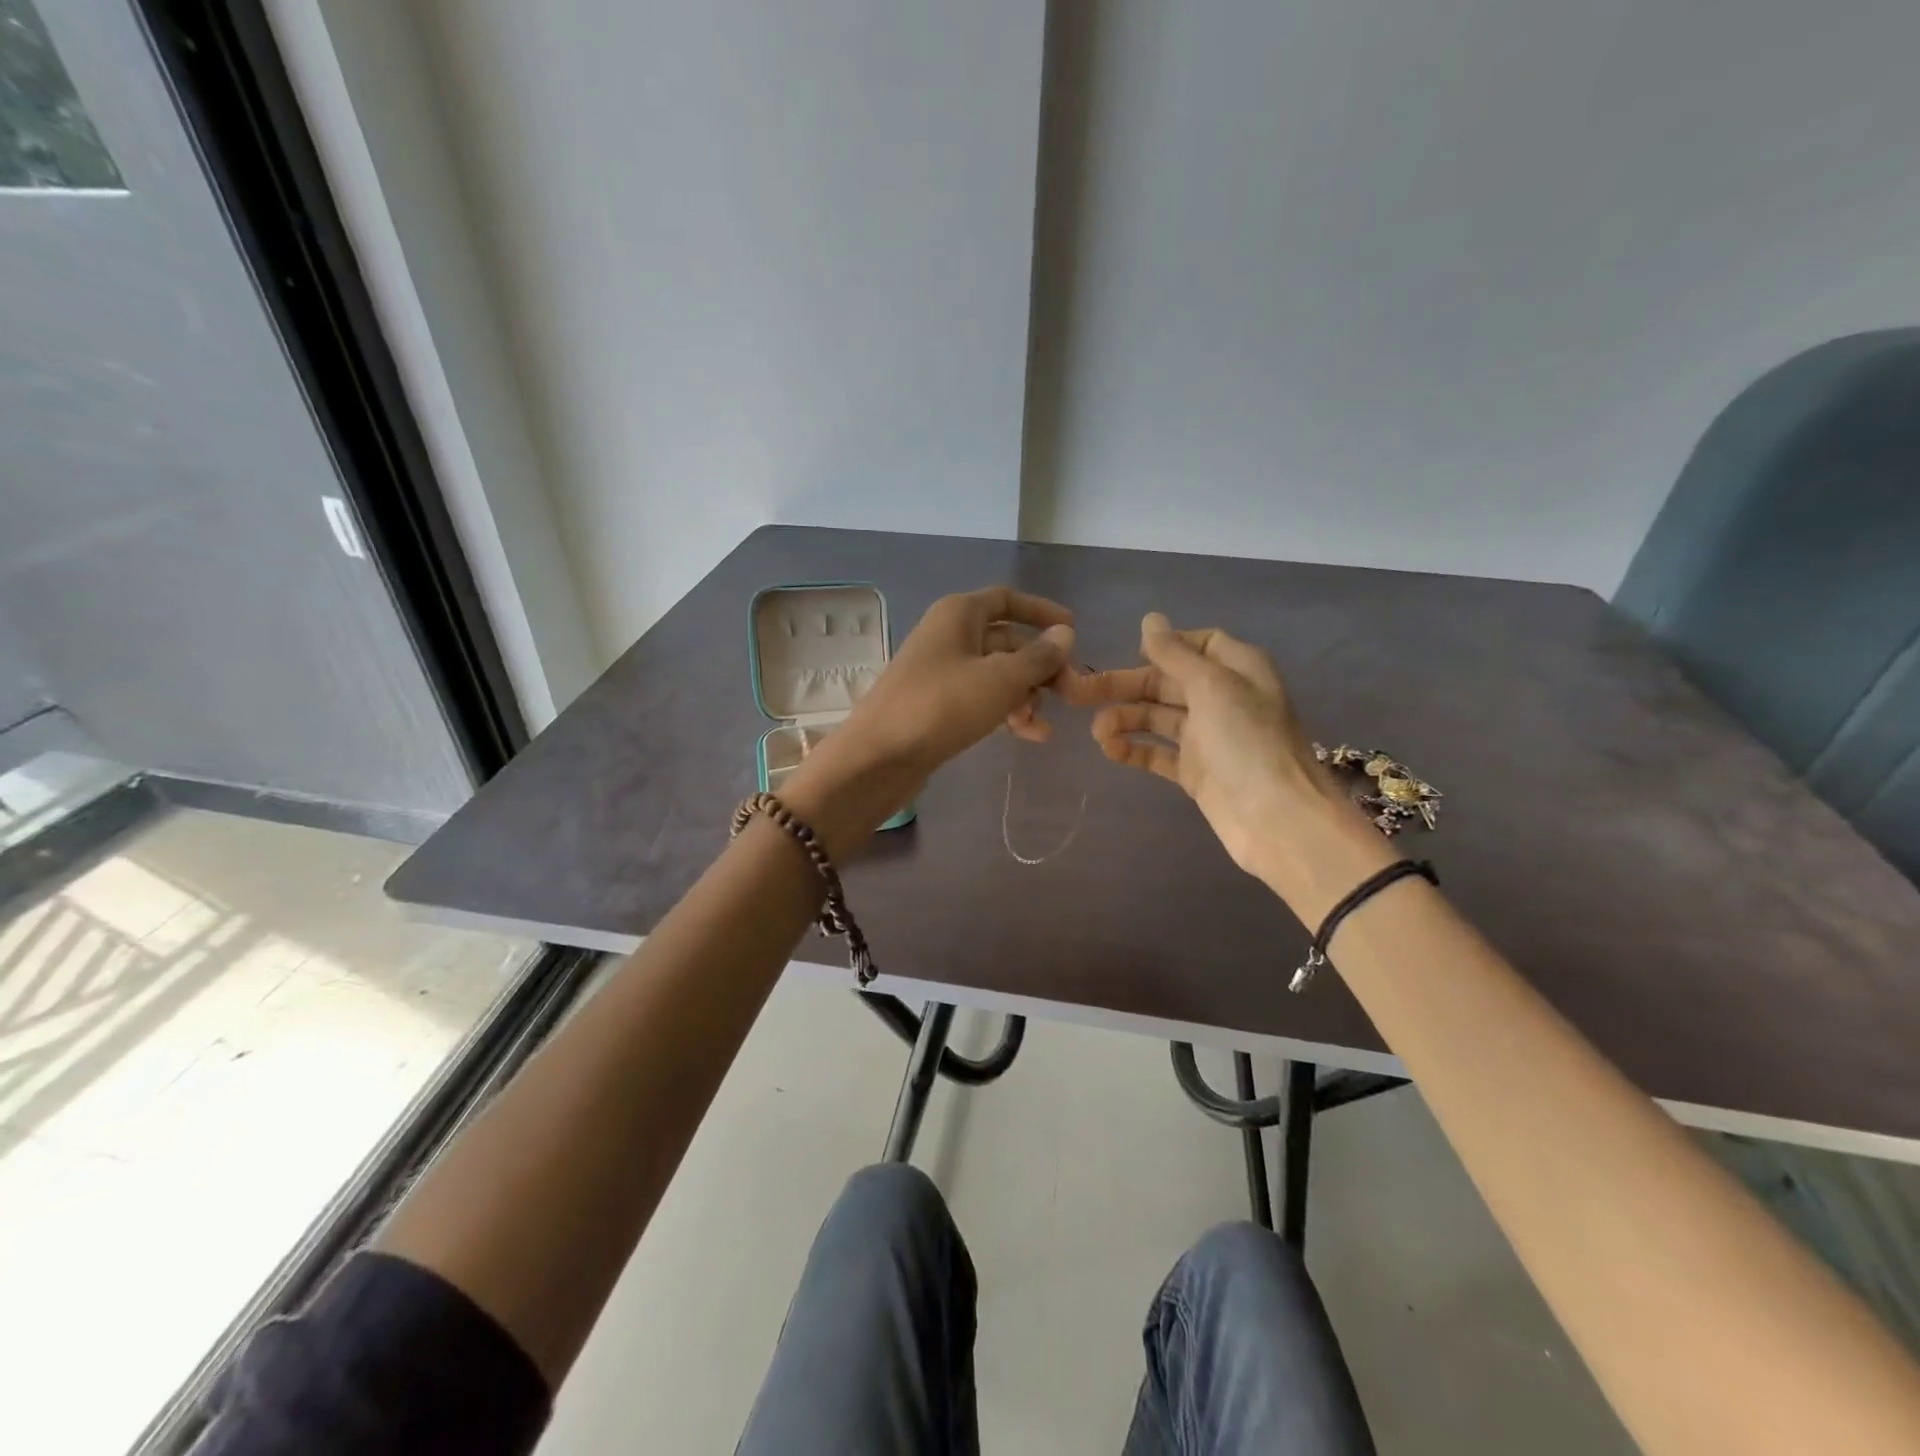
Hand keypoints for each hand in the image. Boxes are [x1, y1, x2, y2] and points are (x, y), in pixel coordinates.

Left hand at [783, 587, 1073, 854]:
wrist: (879, 757)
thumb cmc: (942, 706)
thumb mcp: (1000, 679)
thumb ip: (1038, 656)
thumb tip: (1065, 634)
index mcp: (959, 614)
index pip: (1007, 599)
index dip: (1042, 612)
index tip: (1073, 630)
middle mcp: (949, 636)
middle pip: (1007, 640)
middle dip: (1040, 665)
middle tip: (1070, 691)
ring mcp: (941, 672)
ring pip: (996, 674)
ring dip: (1026, 694)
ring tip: (1043, 723)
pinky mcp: (937, 705)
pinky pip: (981, 699)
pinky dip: (1006, 711)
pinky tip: (1030, 735)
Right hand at [1067, 613, 1394, 917]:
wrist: (1277, 820)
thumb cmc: (1248, 742)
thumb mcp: (1212, 686)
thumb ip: (1176, 653)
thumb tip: (1150, 619)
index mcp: (1237, 669)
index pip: (1199, 644)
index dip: (1165, 646)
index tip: (1132, 654)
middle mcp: (1222, 698)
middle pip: (1166, 682)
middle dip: (1124, 685)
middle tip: (1077, 693)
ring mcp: (1207, 737)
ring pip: (1156, 718)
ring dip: (1124, 719)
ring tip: (1096, 732)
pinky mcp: (1195, 772)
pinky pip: (1157, 753)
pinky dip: (1134, 750)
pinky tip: (1110, 751)